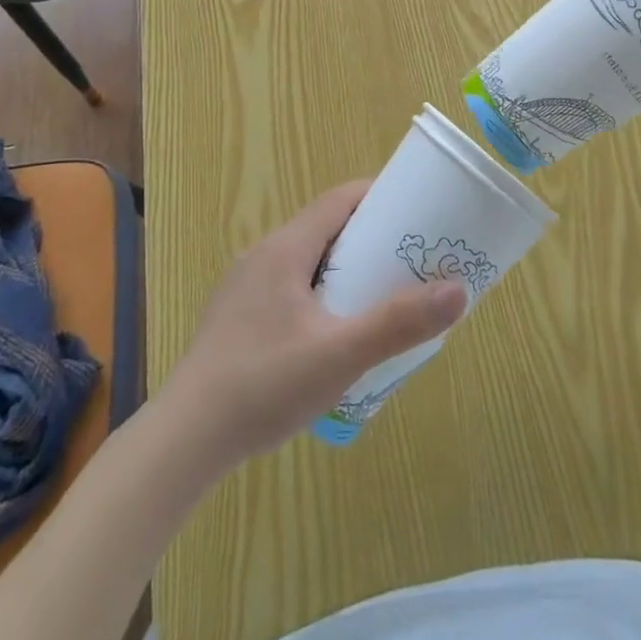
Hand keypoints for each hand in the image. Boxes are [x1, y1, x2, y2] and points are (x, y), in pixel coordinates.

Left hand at [158, 181, 467, 463]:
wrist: (182, 443)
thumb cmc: (263, 386)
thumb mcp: (339, 355)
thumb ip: (398, 323)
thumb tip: (458, 289)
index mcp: (285, 248)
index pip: (339, 199)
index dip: (379, 196)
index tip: (416, 209)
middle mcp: (263, 256)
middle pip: (325, 228)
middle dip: (369, 237)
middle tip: (409, 259)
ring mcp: (244, 288)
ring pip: (307, 261)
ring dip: (344, 269)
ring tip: (380, 296)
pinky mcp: (236, 319)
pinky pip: (289, 288)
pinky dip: (320, 294)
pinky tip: (333, 334)